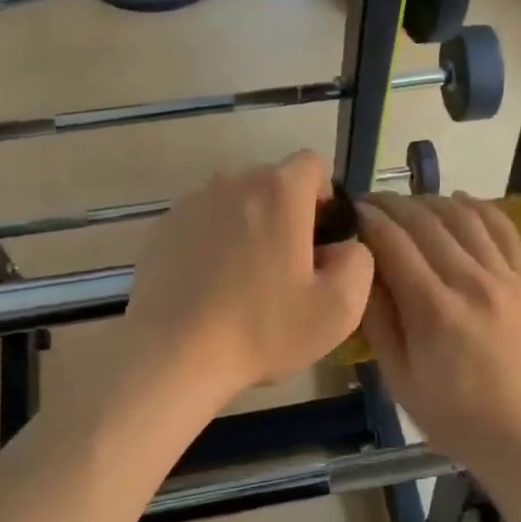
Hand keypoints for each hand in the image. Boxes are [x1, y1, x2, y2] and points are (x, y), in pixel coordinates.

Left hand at [121, 152, 373, 405]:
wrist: (174, 356)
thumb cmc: (263, 330)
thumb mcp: (340, 308)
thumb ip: (359, 261)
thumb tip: (342, 246)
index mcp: (278, 191)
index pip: (312, 165)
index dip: (324, 198)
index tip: (320, 241)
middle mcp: (232, 182)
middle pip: (272, 183)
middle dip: (286, 215)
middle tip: (287, 270)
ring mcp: (191, 204)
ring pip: (235, 204)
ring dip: (248, 229)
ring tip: (245, 282)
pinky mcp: (162, 229)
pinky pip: (203, 225)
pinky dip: (213, 244)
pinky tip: (211, 288)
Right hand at [356, 193, 520, 483]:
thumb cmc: (456, 419)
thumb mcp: (400, 380)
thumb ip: (379, 323)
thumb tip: (361, 274)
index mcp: (433, 310)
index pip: (392, 243)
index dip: (367, 220)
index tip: (350, 211)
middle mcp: (471, 282)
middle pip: (425, 221)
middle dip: (392, 205)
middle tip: (372, 204)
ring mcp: (507, 278)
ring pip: (464, 217)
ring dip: (430, 202)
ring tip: (410, 205)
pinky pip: (504, 228)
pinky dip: (478, 208)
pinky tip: (459, 203)